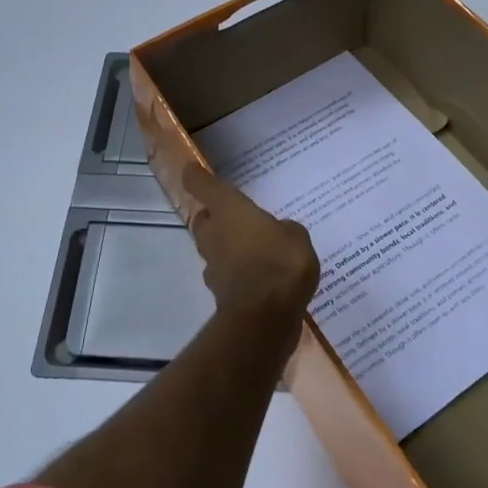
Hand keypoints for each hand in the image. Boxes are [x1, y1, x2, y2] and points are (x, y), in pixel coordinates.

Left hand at [182, 163, 319, 324]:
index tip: (192, 169)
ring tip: (252, 248)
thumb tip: (278, 234)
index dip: (195, 176)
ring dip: (225, 245)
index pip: (201, 185)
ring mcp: (213, 264)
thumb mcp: (296, 236)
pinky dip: (236, 271)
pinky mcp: (219, 291)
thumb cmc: (279, 263)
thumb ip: (284, 230)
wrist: (264, 318)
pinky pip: (226, 272)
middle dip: (214, 216)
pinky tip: (258, 276)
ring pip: (212, 246)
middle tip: (234, 215)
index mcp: (228, 209)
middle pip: (203, 218)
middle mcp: (213, 233)